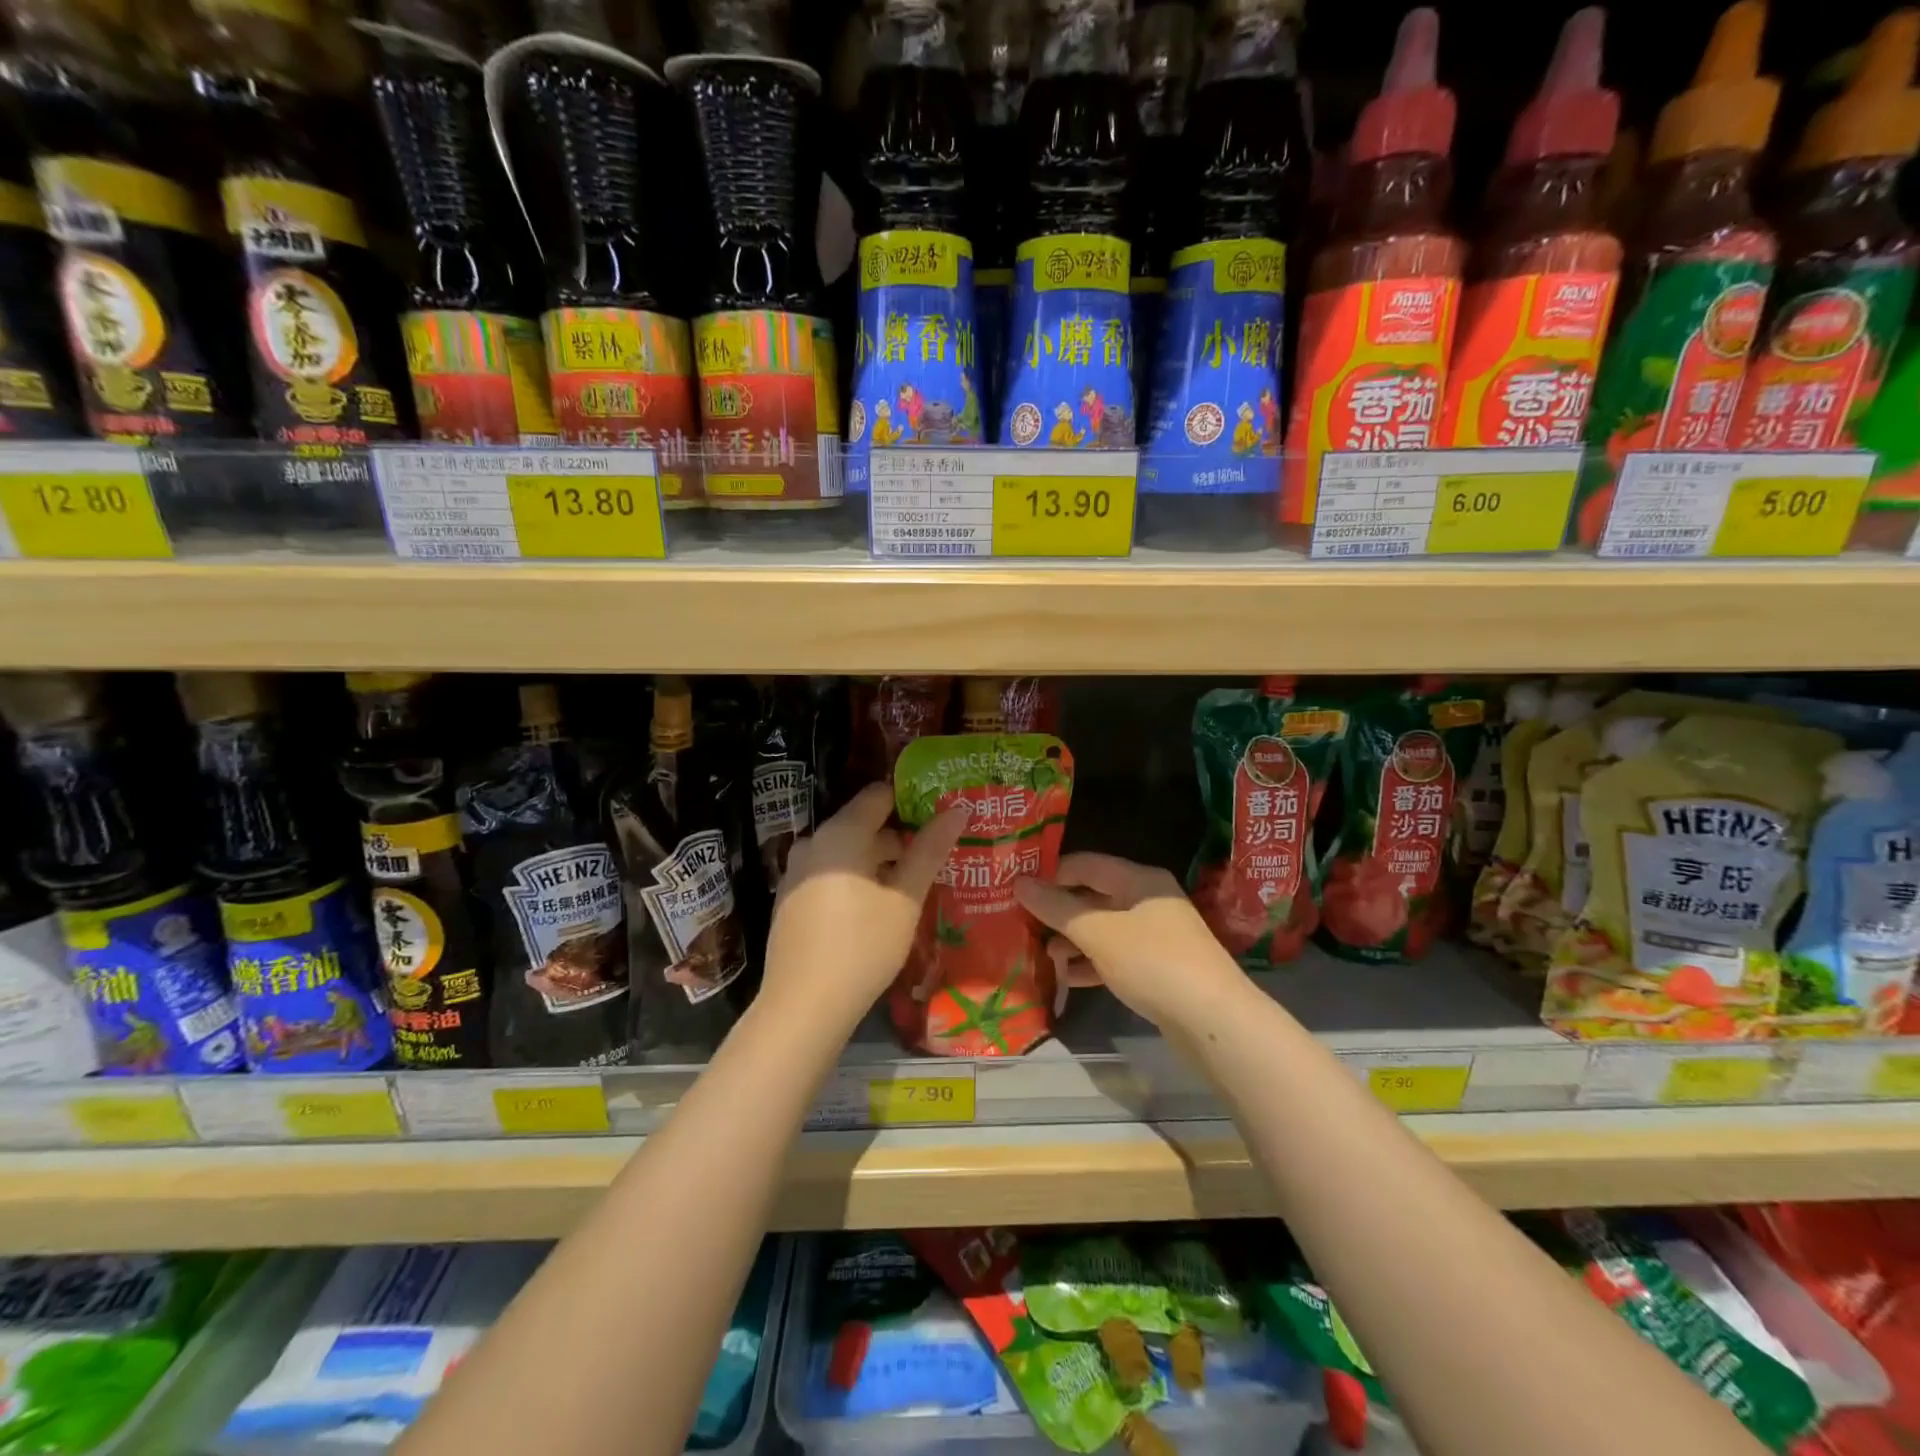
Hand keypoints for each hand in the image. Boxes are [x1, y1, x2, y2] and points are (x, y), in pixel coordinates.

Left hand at [762, 782, 968, 1034]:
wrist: (802, 1008)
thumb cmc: (862, 947)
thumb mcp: (905, 899)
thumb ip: (930, 850)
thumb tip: (958, 809)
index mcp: (840, 834)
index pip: (878, 796)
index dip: (911, 801)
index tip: (940, 814)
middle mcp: (812, 843)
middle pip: (862, 824)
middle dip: (899, 836)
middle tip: (935, 853)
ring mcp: (796, 872)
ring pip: (846, 852)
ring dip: (878, 861)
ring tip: (913, 883)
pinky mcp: (790, 900)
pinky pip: (829, 874)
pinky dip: (855, 880)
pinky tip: (877, 907)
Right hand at [1014, 853, 1247, 1030]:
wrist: (1213, 1020)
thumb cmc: (1152, 962)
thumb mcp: (1097, 932)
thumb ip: (1057, 908)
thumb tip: (1019, 883)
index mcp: (1138, 879)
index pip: (1084, 863)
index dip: (1050, 873)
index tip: (1016, 888)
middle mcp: (1147, 900)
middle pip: (1093, 895)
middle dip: (1058, 910)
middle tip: (1021, 922)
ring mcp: (1155, 935)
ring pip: (1103, 927)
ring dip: (1072, 938)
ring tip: (1041, 953)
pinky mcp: (1157, 967)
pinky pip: (1115, 955)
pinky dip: (1091, 962)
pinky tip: (1067, 977)